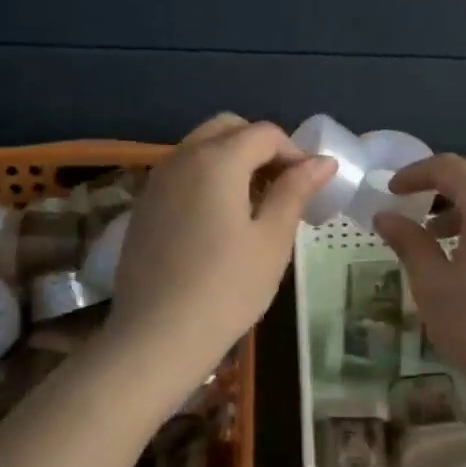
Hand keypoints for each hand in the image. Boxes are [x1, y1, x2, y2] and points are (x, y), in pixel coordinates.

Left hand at [107, 114, 334, 379]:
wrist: (156, 337)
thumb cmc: (226, 289)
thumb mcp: (272, 240)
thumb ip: (295, 191)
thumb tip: (322, 162)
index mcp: (217, 160)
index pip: (264, 133)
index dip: (294, 152)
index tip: (311, 185)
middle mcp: (181, 158)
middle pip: (227, 128)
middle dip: (260, 146)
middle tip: (282, 186)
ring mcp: (156, 181)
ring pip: (200, 148)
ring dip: (232, 160)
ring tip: (255, 203)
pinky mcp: (143, 206)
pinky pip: (181, 173)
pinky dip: (206, 178)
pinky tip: (219, 220)